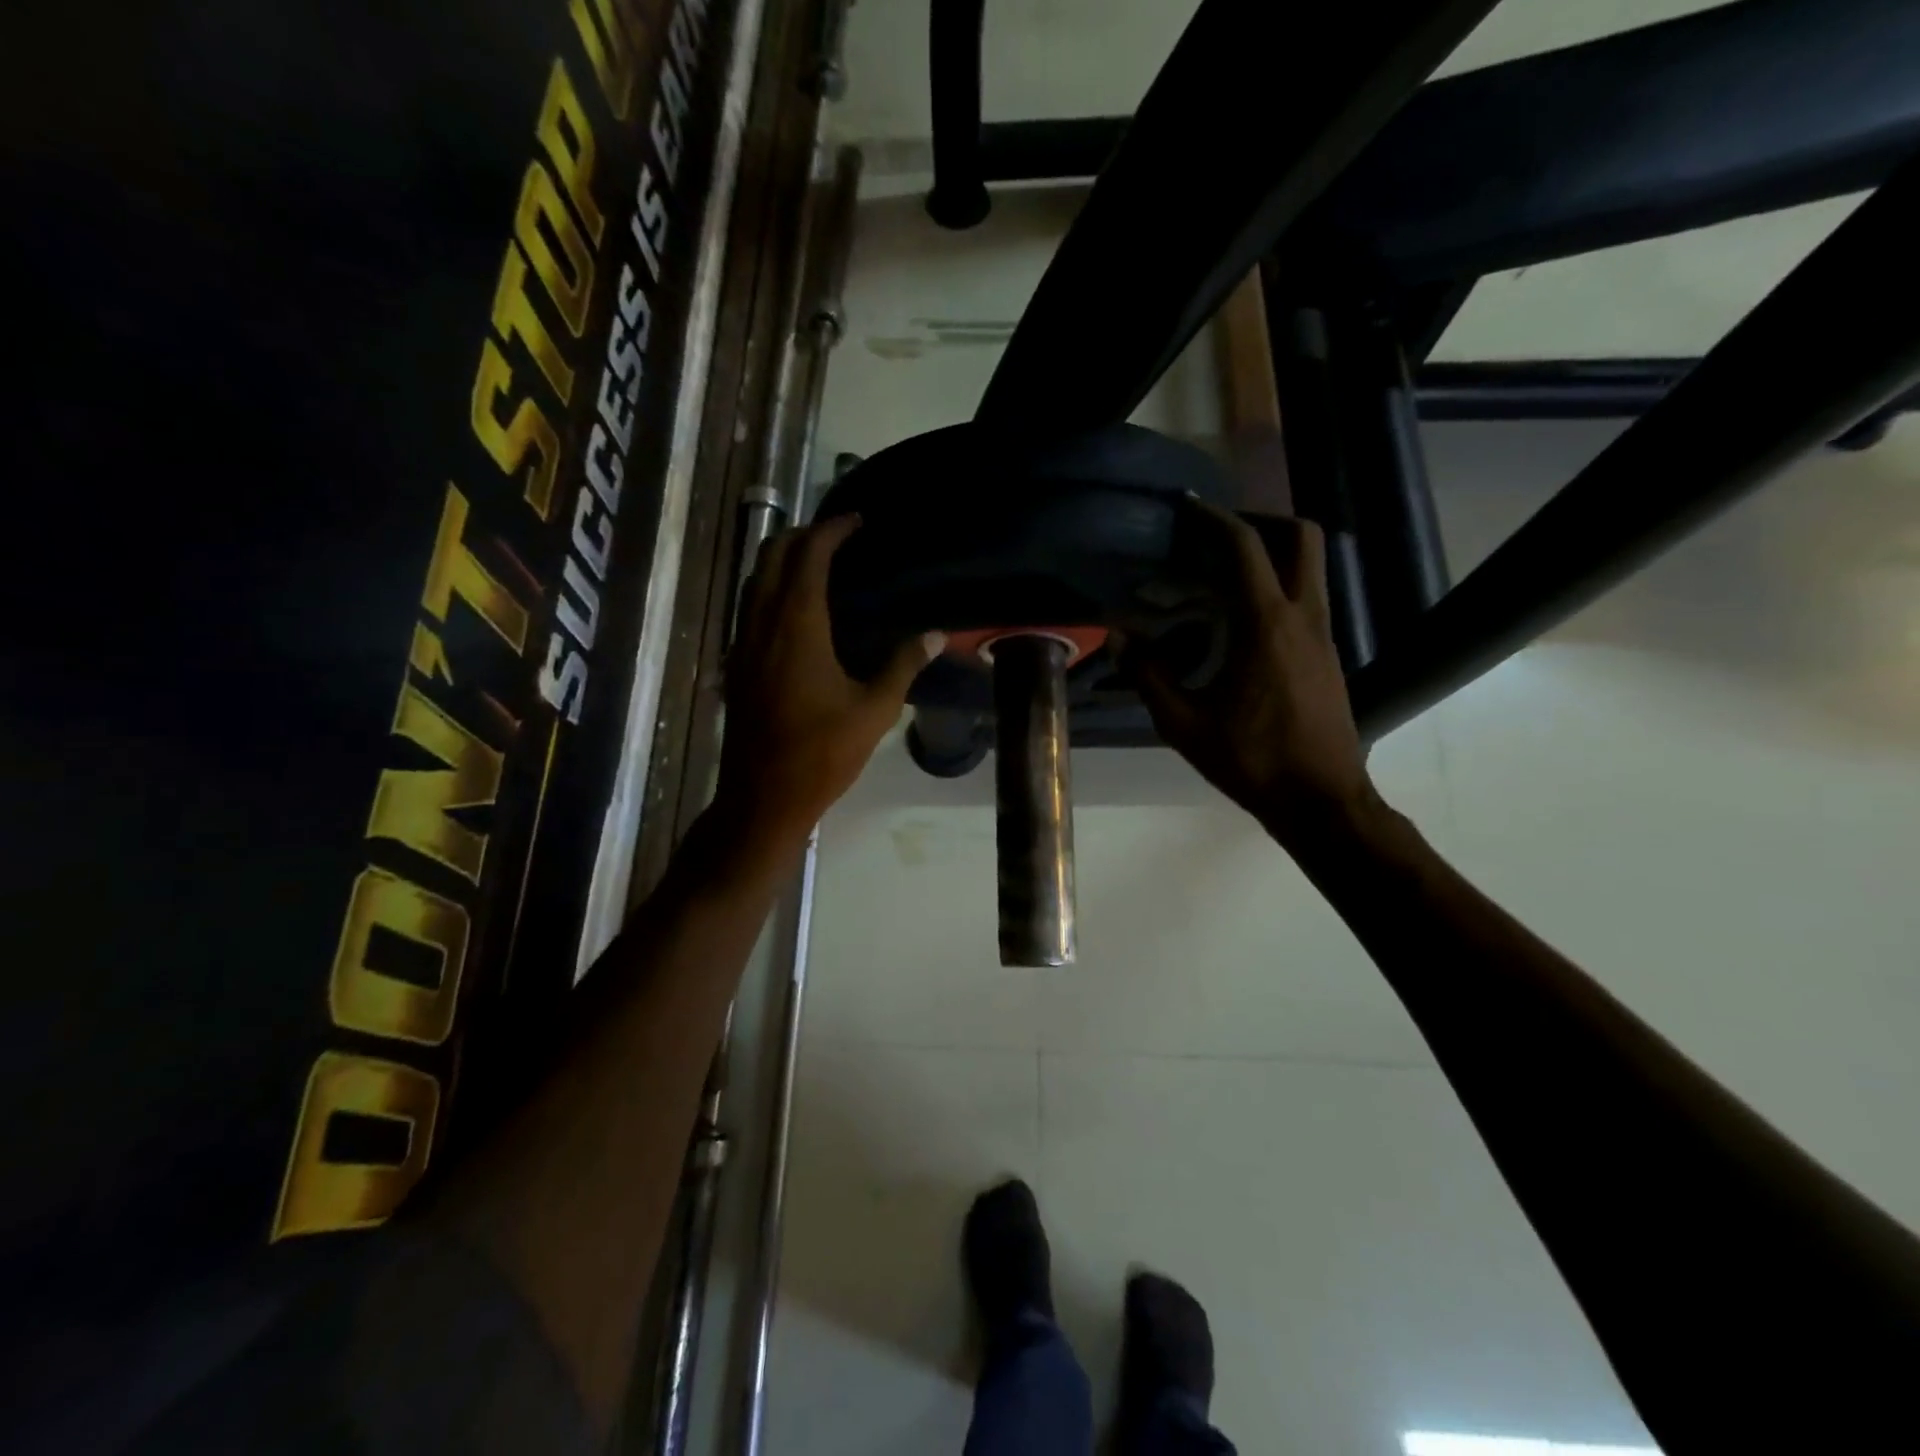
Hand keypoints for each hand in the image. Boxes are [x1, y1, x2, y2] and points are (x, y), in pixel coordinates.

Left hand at [713, 515, 940, 845]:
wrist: (764, 797)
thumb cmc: (823, 753)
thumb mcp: (874, 710)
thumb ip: (903, 665)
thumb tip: (935, 634)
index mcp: (797, 626)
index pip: (809, 556)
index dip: (832, 530)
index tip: (857, 520)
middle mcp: (762, 623)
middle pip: (772, 555)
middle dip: (803, 535)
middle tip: (838, 536)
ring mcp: (742, 643)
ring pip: (754, 579)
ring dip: (782, 559)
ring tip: (818, 563)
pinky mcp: (736, 663)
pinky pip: (749, 606)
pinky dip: (770, 588)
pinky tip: (795, 610)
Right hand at [1120, 501, 1376, 851]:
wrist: (1321, 799)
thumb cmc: (1251, 760)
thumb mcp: (1184, 723)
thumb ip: (1149, 675)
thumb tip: (1121, 636)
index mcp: (1265, 624)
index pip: (1245, 548)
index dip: (1215, 518)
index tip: (1188, 506)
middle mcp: (1302, 616)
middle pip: (1301, 537)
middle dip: (1262, 520)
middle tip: (1220, 533)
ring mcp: (1323, 634)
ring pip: (1311, 566)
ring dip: (1274, 552)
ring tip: (1225, 571)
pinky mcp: (1329, 653)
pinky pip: (1307, 597)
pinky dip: (1279, 585)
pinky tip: (1242, 619)